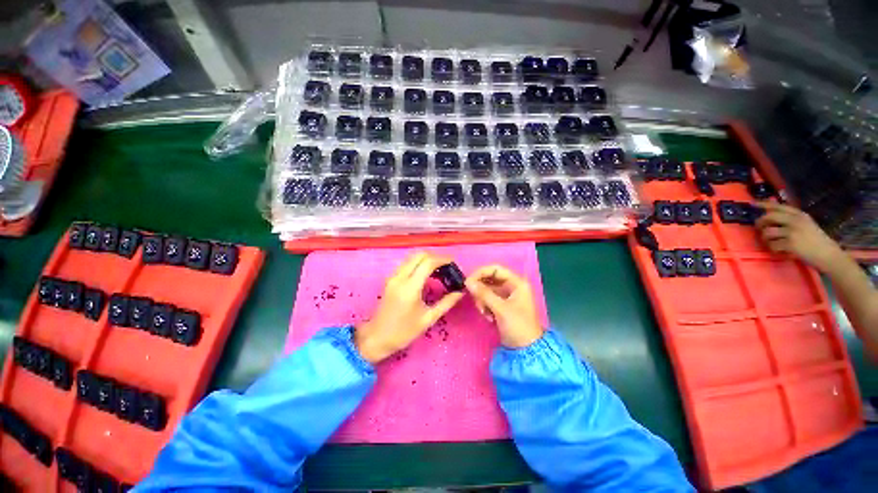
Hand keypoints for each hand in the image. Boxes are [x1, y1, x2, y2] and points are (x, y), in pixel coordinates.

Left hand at [355, 252, 463, 363]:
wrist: (376, 338)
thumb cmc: (403, 332)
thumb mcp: (428, 319)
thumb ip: (446, 303)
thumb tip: (460, 292)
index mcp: (410, 287)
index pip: (428, 263)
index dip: (443, 259)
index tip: (453, 263)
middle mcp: (400, 277)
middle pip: (419, 255)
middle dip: (435, 256)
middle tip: (447, 266)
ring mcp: (393, 277)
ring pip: (412, 257)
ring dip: (426, 259)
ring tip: (439, 270)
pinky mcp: (390, 279)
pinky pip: (406, 264)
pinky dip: (418, 263)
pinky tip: (426, 274)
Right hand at [465, 265, 542, 347]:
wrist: (526, 350)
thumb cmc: (518, 326)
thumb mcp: (500, 309)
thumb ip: (483, 294)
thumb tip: (467, 282)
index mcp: (517, 283)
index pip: (495, 269)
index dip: (481, 273)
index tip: (468, 282)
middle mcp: (512, 286)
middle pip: (490, 279)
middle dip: (481, 290)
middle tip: (476, 301)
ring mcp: (507, 296)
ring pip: (487, 290)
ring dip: (482, 300)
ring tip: (484, 313)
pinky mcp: (501, 305)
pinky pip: (488, 299)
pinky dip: (485, 306)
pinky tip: (488, 317)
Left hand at [755, 202, 845, 271]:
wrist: (829, 254)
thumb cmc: (816, 241)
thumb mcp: (805, 224)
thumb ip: (790, 218)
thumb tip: (770, 212)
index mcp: (800, 215)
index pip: (779, 206)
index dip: (764, 204)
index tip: (753, 204)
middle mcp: (795, 221)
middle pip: (769, 217)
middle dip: (760, 224)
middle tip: (760, 230)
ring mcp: (792, 232)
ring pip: (767, 232)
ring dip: (766, 240)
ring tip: (773, 244)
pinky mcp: (790, 243)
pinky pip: (772, 245)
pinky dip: (773, 249)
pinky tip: (781, 251)